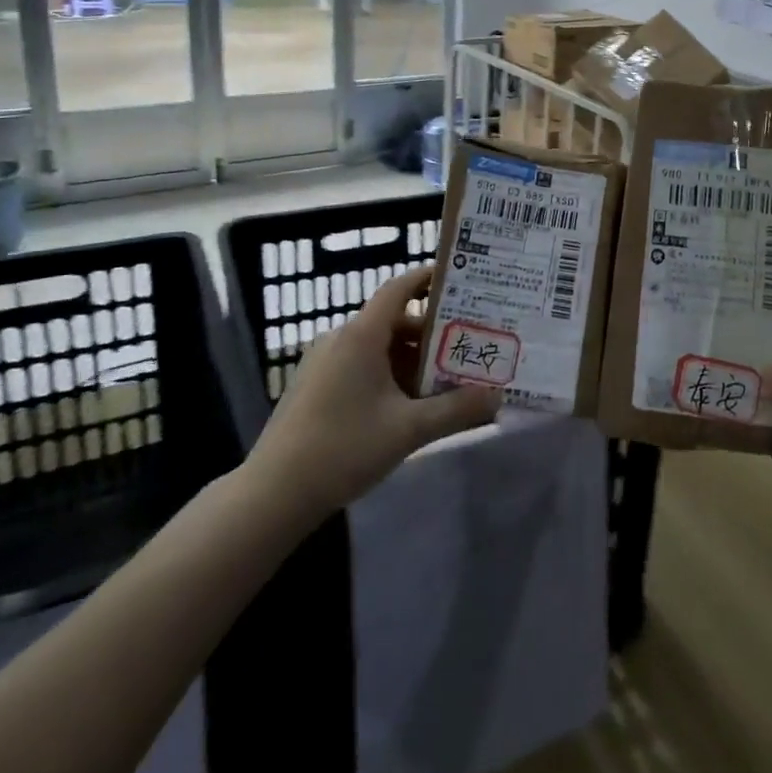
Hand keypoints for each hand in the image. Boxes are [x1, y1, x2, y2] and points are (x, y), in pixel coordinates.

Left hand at [250, 267, 501, 515]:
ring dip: (412, 359)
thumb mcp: (408, 430)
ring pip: (379, 347)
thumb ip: (456, 410)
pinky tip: (408, 405)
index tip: (458, 279)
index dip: (427, 278)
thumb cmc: (343, 448)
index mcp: (362, 335)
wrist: (274, 493)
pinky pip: (361, 365)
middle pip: (394, 321)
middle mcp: (342, 338)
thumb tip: (498, 396)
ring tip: (446, 380)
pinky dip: (389, 374)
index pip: (399, 288)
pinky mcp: (316, 385)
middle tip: (467, 345)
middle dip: (432, 334)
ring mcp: (324, 362)